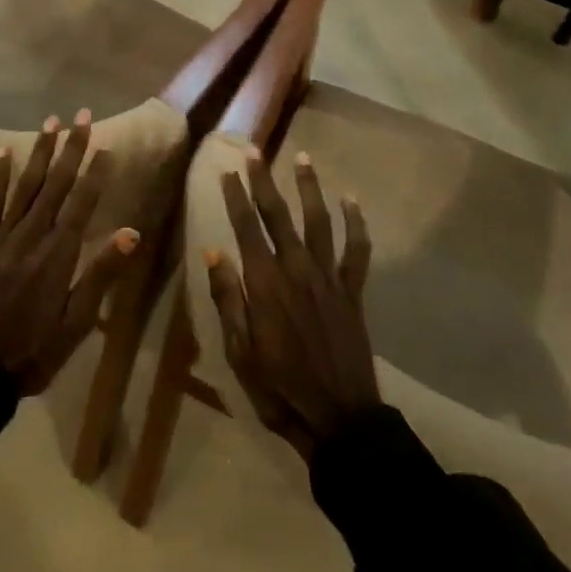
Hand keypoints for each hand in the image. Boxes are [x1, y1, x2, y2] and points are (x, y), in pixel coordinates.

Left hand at [0, 111, 139, 393]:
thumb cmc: (33, 352)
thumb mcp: (76, 322)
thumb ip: (101, 274)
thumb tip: (131, 233)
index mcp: (58, 254)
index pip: (82, 202)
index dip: (96, 172)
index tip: (107, 145)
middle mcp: (31, 236)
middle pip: (56, 184)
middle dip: (71, 148)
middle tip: (82, 116)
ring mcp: (2, 237)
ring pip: (26, 185)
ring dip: (40, 152)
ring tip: (51, 121)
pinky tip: (3, 153)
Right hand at [204, 150, 378, 458]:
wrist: (339, 419)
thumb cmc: (280, 389)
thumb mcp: (240, 352)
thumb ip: (228, 299)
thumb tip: (214, 253)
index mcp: (265, 284)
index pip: (246, 228)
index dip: (236, 197)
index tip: (227, 171)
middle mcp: (296, 269)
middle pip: (279, 215)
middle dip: (264, 181)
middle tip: (255, 152)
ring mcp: (328, 277)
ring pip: (319, 221)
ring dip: (310, 187)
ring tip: (303, 157)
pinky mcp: (352, 291)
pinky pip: (357, 250)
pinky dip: (356, 224)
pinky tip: (351, 201)